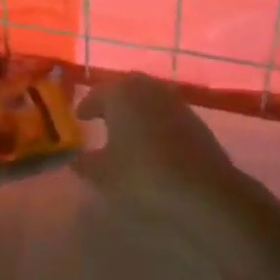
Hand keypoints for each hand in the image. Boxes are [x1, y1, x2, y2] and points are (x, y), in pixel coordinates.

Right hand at [73, 74, 255, 231]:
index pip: (97, 94)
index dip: (87, 106)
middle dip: (112, 101)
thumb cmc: (143, 176)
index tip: (80, 117)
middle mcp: (148, 89)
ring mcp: (175, 101)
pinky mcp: (195, 119)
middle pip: (125, 89)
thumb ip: (84, 163)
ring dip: (136, 110)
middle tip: (102, 117)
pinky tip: (152, 141)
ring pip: (148, 98)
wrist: (204, 190)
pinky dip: (155, 121)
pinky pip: (166, 112)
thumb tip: (75, 159)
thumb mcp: (103, 175)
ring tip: (126, 130)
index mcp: (121, 94)